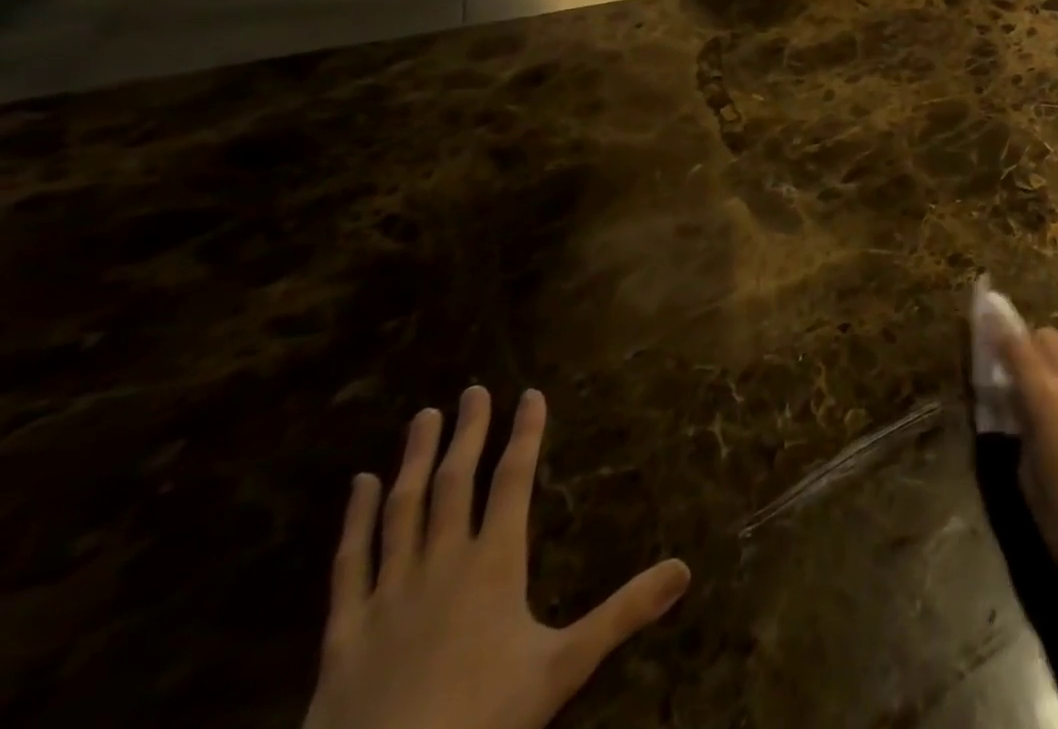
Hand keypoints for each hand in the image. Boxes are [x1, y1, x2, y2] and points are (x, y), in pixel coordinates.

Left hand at [303, 387, 689, 728]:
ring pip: (402, 508)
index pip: (514, 480)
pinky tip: (359, 485)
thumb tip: (684, 569)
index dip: (525, 434)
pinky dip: (355, 519)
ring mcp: (389, 592)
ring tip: (424, 417)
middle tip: (473, 390)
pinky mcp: (345, 629)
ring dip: (415, 459)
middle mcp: (442, 562)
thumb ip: (623, 613)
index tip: (531, 394)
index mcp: (493, 563)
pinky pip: (350, 561)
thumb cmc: (481, 721)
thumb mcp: (563, 667)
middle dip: (468, 432)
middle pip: (455, 481)